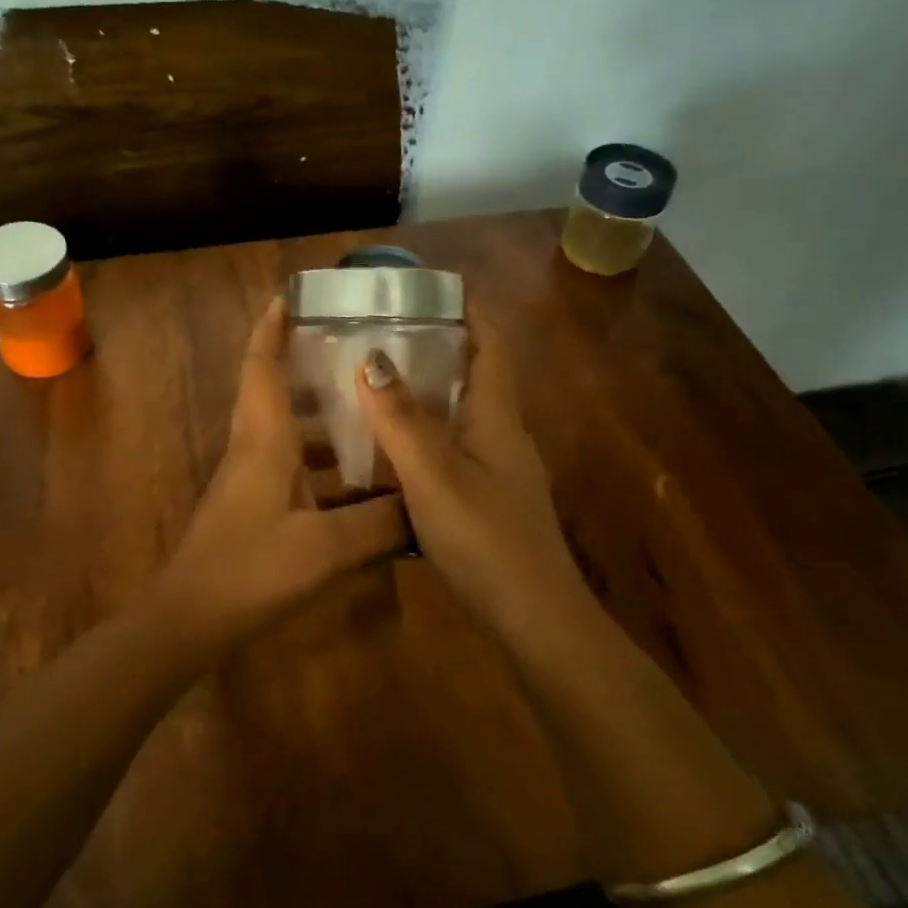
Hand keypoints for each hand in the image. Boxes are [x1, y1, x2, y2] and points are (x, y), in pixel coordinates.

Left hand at [152, 297, 408, 638]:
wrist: (190, 619)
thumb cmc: (252, 568)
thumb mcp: (327, 546)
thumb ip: (381, 524)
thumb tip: (427, 506)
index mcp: (264, 438)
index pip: (262, 365)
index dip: (272, 327)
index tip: (290, 296)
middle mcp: (254, 448)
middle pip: (276, 391)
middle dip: (309, 366)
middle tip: (357, 355)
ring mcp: (249, 480)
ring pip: (287, 433)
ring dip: (322, 419)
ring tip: (372, 412)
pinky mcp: (253, 508)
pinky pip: (291, 469)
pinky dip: (322, 465)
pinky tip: (360, 485)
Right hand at [354, 309, 582, 619]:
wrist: (536, 621)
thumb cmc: (487, 541)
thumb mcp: (435, 477)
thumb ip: (401, 420)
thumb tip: (371, 356)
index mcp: (497, 418)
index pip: (490, 344)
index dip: (469, 309)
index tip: (430, 286)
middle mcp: (503, 436)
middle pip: (475, 375)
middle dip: (438, 346)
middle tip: (383, 331)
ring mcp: (499, 471)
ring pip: (463, 414)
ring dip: (428, 392)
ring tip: (376, 380)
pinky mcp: (489, 500)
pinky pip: (454, 448)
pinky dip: (425, 433)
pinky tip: (391, 448)